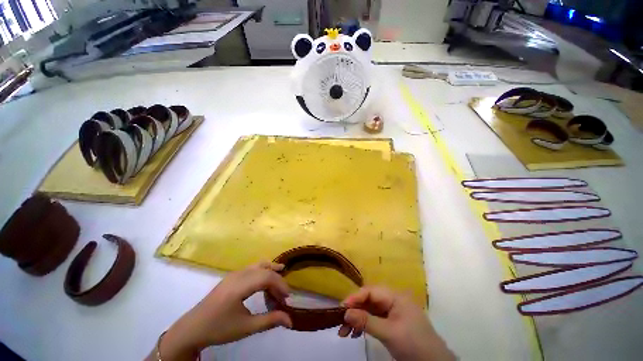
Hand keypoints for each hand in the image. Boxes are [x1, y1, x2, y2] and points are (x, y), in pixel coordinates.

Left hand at [152, 262, 292, 360]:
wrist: (192, 328)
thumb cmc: (219, 329)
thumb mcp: (246, 328)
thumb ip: (270, 321)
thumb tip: (291, 321)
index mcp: (239, 286)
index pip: (266, 277)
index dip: (280, 285)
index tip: (287, 299)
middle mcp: (238, 275)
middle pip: (264, 270)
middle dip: (277, 281)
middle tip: (283, 297)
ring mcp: (234, 273)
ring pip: (259, 265)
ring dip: (271, 273)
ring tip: (280, 283)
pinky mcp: (232, 276)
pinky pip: (252, 269)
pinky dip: (263, 272)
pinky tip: (266, 281)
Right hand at [338, 286, 454, 360]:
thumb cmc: (414, 345)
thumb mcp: (389, 333)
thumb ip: (366, 321)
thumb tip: (345, 313)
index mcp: (395, 296)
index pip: (370, 292)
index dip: (355, 298)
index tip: (342, 308)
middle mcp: (392, 300)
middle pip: (369, 300)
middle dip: (354, 311)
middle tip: (341, 323)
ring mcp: (392, 312)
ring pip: (370, 310)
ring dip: (357, 319)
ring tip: (344, 333)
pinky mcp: (392, 322)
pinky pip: (374, 319)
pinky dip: (364, 325)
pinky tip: (355, 334)